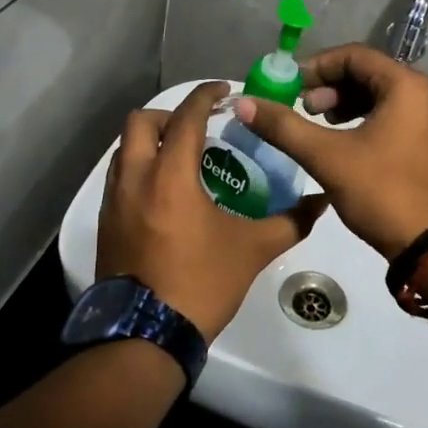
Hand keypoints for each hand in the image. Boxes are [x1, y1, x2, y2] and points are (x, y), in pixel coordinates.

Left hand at [97, 81, 327, 341]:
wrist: (145, 336)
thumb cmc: (200, 283)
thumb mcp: (252, 250)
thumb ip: (290, 221)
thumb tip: (322, 201)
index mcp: (170, 176)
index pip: (184, 117)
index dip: (205, 96)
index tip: (224, 91)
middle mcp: (135, 179)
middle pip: (140, 122)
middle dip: (170, 115)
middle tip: (199, 127)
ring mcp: (114, 202)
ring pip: (124, 149)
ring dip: (151, 142)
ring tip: (182, 158)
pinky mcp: (106, 224)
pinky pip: (119, 177)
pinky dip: (140, 168)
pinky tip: (165, 193)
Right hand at [230, 44, 427, 258]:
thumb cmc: (383, 191)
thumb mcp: (327, 157)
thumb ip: (284, 126)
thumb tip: (243, 102)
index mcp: (406, 85)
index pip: (354, 55)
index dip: (316, 66)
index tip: (289, 87)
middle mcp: (422, 95)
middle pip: (366, 73)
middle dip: (329, 87)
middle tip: (303, 108)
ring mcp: (427, 121)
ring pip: (377, 97)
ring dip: (343, 104)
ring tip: (318, 125)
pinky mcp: (425, 144)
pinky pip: (389, 117)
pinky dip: (360, 122)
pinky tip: (340, 143)